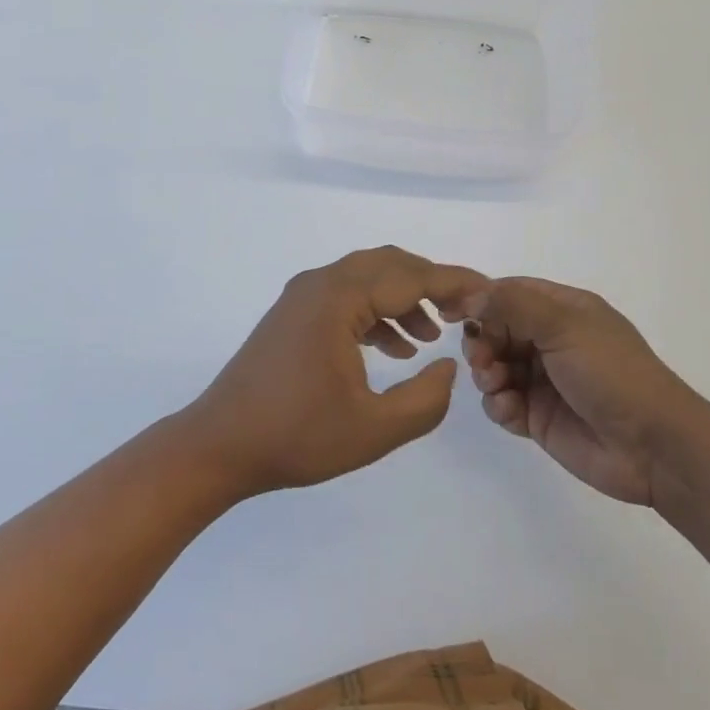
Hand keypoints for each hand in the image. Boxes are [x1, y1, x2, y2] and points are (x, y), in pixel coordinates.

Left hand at [185, 247, 487, 498]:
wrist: (220, 444)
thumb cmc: (297, 436)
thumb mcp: (374, 429)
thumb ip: (425, 399)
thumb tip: (448, 364)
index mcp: (338, 298)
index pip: (410, 277)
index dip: (454, 283)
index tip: (489, 292)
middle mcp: (319, 283)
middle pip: (388, 265)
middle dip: (430, 283)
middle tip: (464, 311)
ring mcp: (302, 296)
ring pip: (366, 278)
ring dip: (402, 298)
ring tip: (430, 336)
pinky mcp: (293, 314)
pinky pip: (345, 296)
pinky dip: (375, 312)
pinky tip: (392, 348)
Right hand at [462, 277, 692, 505]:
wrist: (653, 447)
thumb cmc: (612, 373)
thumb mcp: (564, 326)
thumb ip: (513, 305)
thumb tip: (471, 295)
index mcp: (563, 310)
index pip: (510, 293)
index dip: (480, 299)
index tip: (450, 312)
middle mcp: (551, 340)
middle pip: (495, 330)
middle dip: (481, 342)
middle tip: (481, 359)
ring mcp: (543, 380)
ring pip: (493, 367)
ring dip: (486, 374)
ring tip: (496, 385)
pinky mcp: (538, 416)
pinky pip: (502, 403)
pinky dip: (499, 405)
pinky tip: (512, 411)